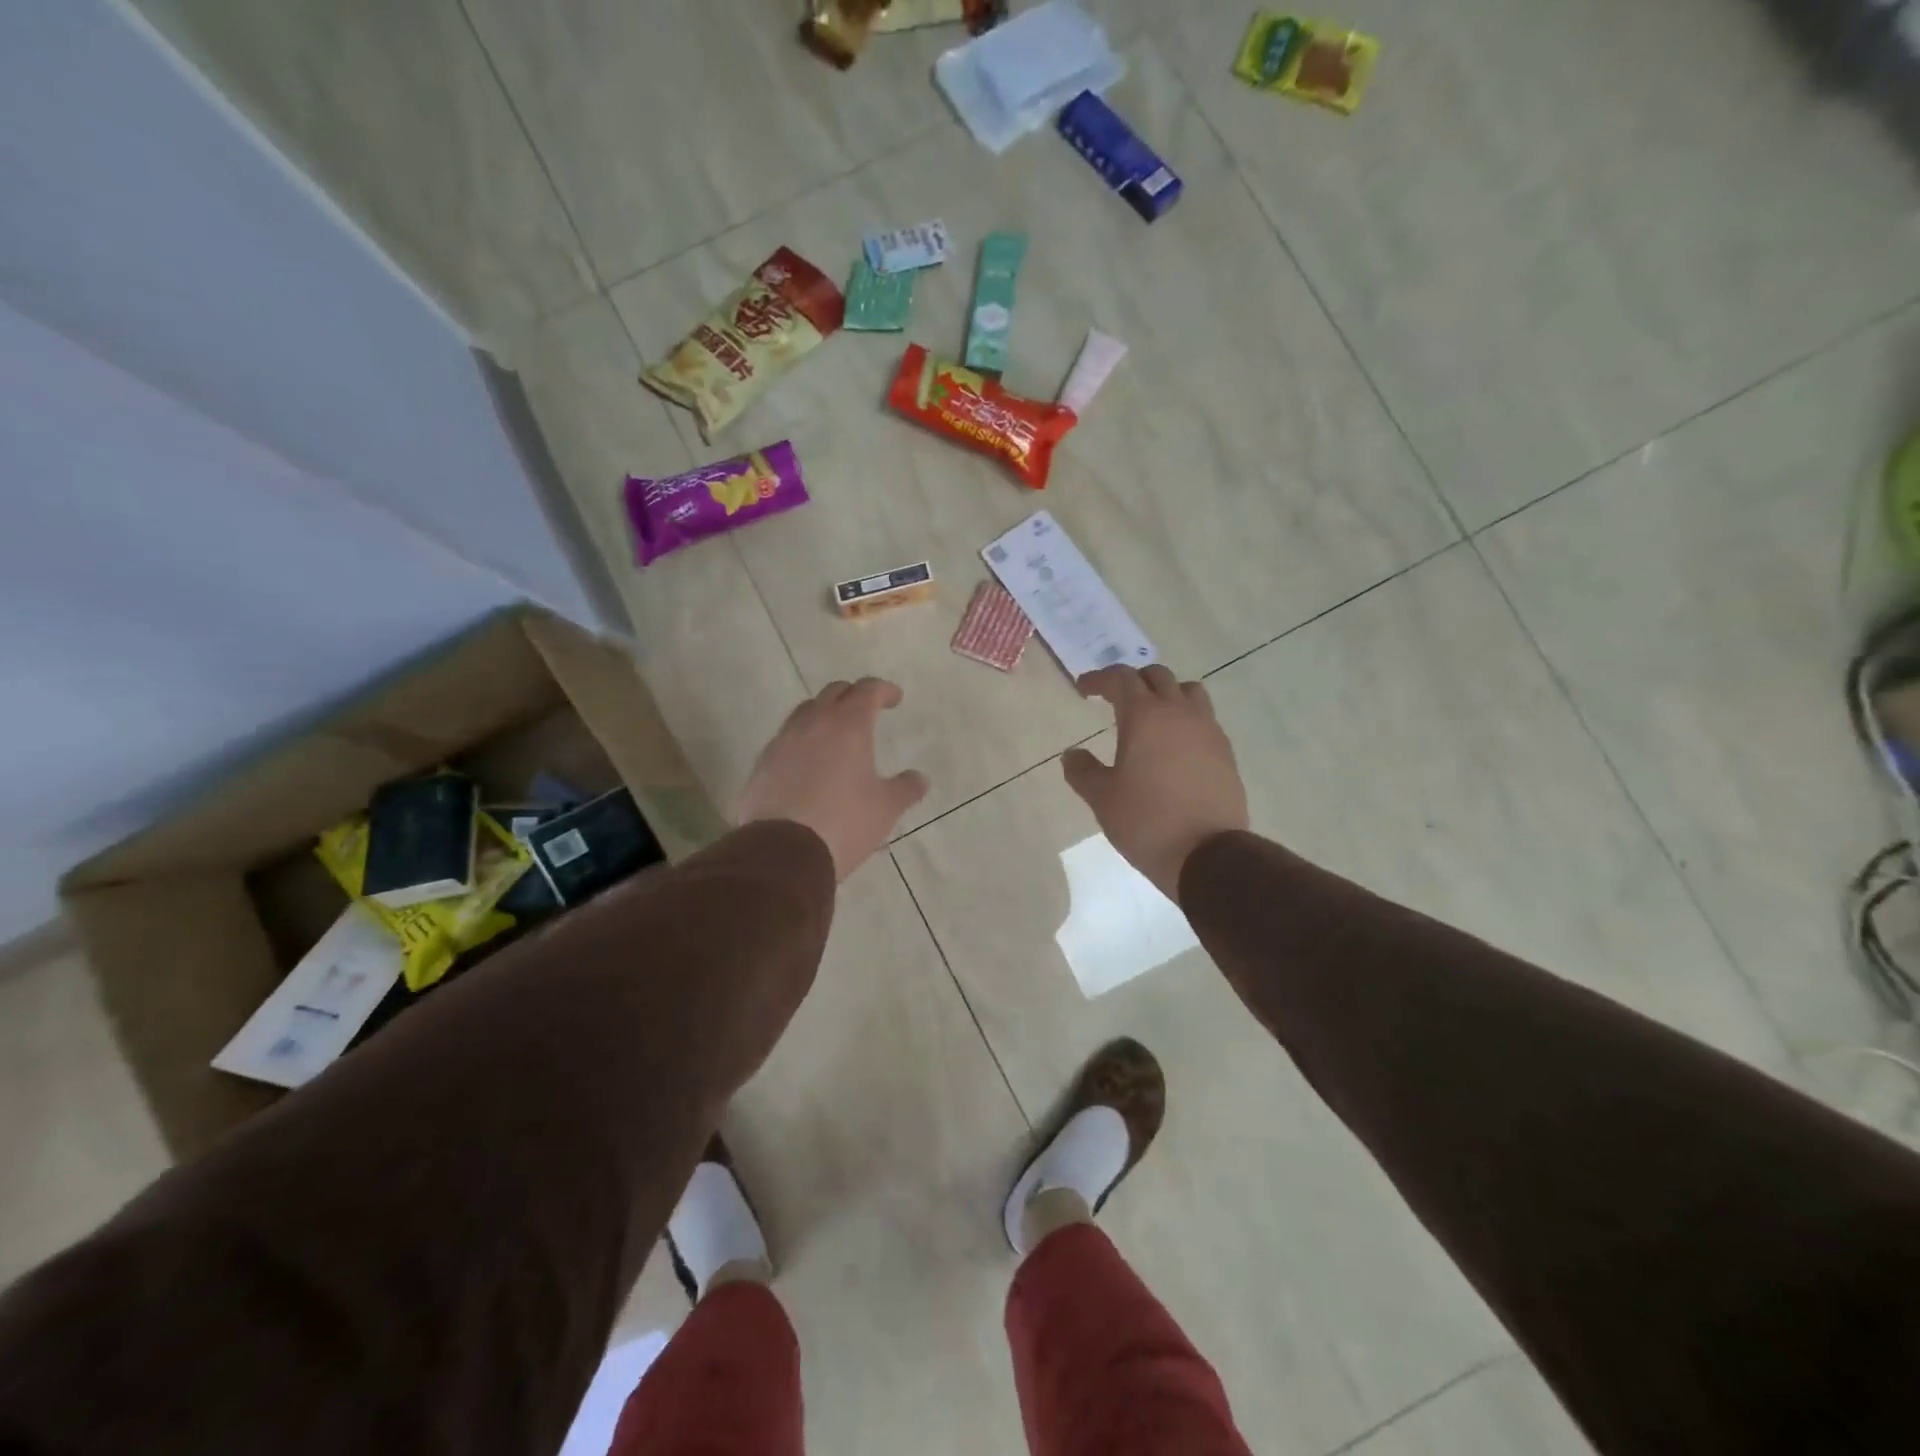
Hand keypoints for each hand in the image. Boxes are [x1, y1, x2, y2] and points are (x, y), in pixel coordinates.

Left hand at [738, 678, 928, 880]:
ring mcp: (783, 741)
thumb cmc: (843, 823)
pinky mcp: (762, 763)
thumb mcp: (885, 808)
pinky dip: (803, 742)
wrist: (782, 852)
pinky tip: (809, 764)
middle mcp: (814, 723)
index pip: (868, 690)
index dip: (884, 690)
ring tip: (836, 736)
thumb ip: (906, 788)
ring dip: (824, 715)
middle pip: (834, 693)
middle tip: (866, 712)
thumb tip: (920, 778)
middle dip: (853, 696)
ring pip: (805, 712)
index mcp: (849, 725)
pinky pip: (786, 740)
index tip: (895, 699)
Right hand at [1062, 665, 1249, 901]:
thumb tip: (1072, 754)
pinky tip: (1174, 746)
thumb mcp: (1102, 798)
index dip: (1099, 679)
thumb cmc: (1146, 821)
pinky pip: (1204, 719)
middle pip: (1157, 677)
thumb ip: (1082, 771)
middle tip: (1114, 699)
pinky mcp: (1225, 752)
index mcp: (1145, 716)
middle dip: (1133, 681)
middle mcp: (1180, 713)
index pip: (1121, 679)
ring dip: (1166, 694)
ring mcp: (1208, 730)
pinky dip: (1185, 719)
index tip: (1084, 689)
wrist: (1207, 855)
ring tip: (1151, 716)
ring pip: (1188, 692)